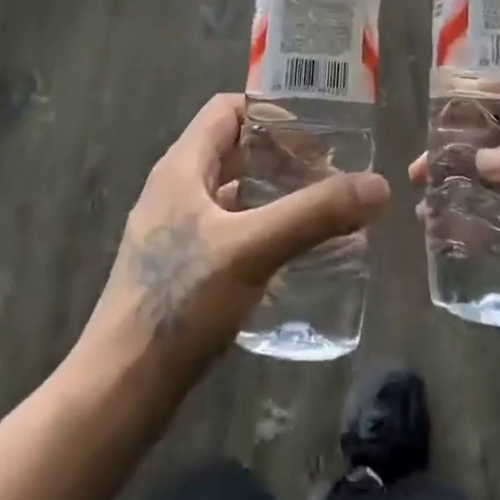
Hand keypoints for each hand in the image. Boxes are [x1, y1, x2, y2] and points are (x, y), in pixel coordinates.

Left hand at [80, 94, 389, 380]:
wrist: (120, 389)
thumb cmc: (180, 302)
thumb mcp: (253, 249)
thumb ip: (314, 214)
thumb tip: (379, 185)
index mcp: (182, 167)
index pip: (227, 110)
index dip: (270, 113)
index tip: (315, 134)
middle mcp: (175, 189)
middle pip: (233, 149)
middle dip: (281, 156)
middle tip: (328, 173)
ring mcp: (174, 230)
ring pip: (232, 192)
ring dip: (273, 193)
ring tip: (318, 210)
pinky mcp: (180, 268)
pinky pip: (228, 229)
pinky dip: (261, 228)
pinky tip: (289, 255)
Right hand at [409, 96, 499, 379]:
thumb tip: (482, 158)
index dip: (484, 86)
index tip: (440, 98)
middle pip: (497, 131)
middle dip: (457, 140)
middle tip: (421, 164)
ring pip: (491, 169)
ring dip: (457, 175)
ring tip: (422, 194)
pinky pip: (494, 207)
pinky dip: (466, 208)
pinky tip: (440, 224)